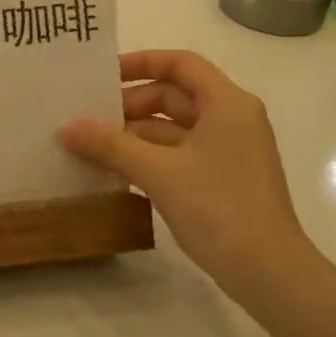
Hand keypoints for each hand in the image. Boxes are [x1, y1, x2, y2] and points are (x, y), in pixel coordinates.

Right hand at [58, 50, 305, 286]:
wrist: (269, 274)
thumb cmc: (218, 207)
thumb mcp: (158, 171)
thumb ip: (110, 145)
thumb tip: (65, 128)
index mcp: (226, 103)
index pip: (180, 63)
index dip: (140, 63)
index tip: (103, 76)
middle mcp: (231, 119)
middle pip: (173, 96)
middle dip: (130, 105)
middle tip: (87, 119)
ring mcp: (229, 152)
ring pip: (173, 129)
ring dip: (134, 136)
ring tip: (91, 146)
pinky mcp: (222, 180)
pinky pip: (179, 156)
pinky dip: (149, 159)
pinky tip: (115, 172)